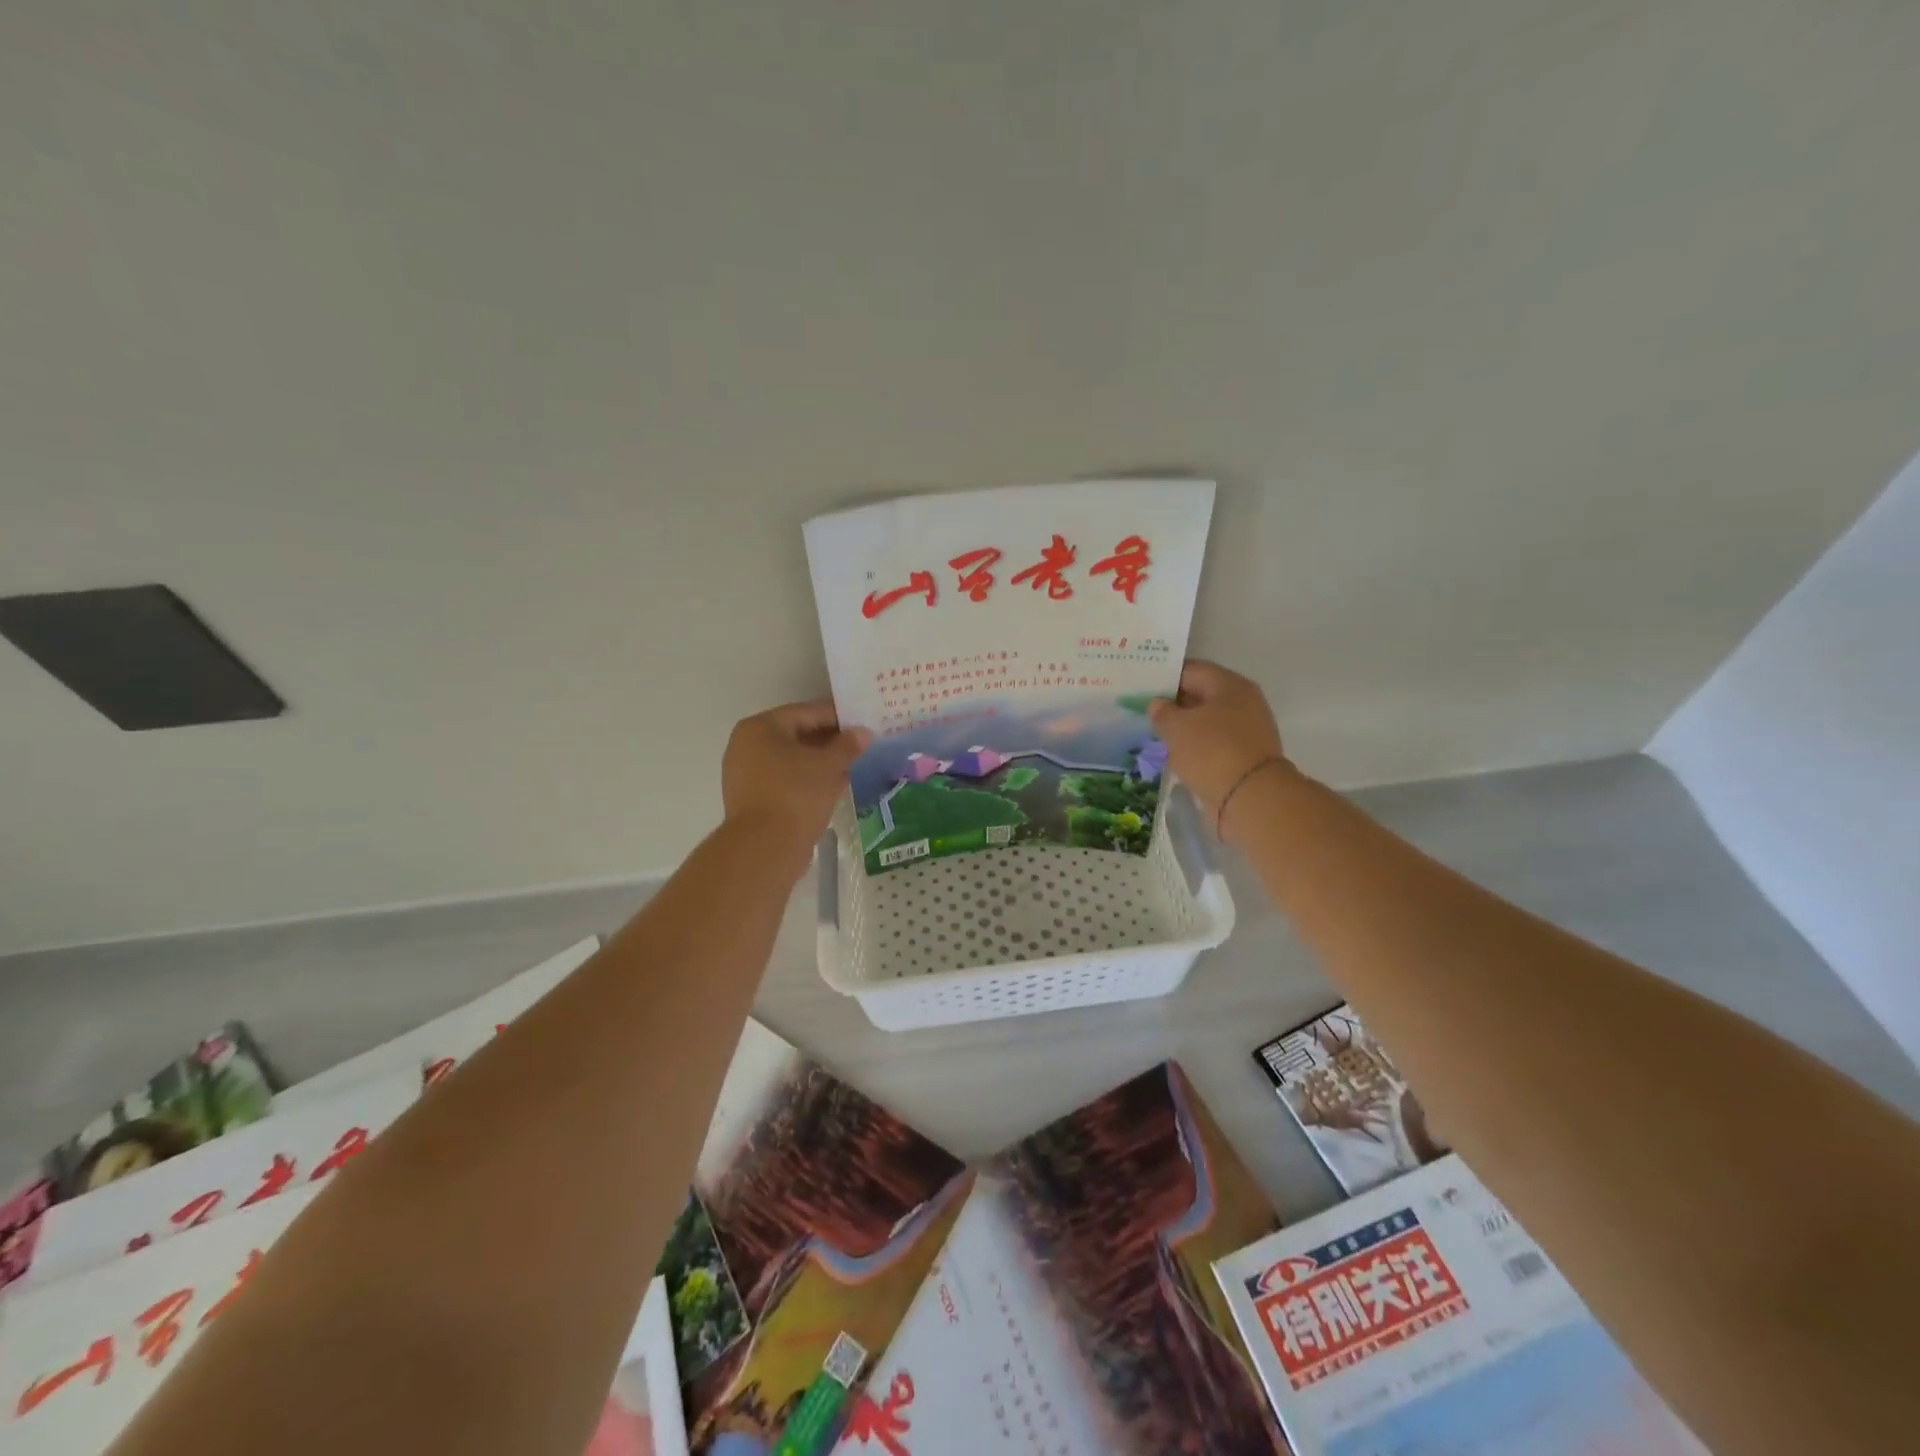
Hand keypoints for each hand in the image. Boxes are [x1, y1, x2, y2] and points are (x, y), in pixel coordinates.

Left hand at [722, 700, 870, 853]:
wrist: (765, 848)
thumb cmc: (796, 794)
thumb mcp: (829, 766)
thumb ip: (848, 745)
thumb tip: (863, 733)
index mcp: (760, 727)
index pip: (807, 712)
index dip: (838, 716)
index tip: (864, 722)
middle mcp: (747, 745)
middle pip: (797, 735)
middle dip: (830, 741)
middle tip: (861, 746)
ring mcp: (746, 774)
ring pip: (792, 760)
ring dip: (821, 762)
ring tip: (852, 767)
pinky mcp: (752, 799)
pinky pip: (786, 780)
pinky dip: (808, 780)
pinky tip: (833, 788)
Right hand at [1148, 661, 1292, 838]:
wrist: (1251, 798)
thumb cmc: (1211, 751)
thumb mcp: (1176, 727)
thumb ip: (1162, 712)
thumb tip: (1158, 704)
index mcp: (1230, 685)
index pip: (1190, 670)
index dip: (1164, 677)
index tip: (1140, 687)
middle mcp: (1243, 702)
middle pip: (1201, 695)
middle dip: (1173, 704)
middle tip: (1144, 712)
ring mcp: (1247, 730)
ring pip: (1206, 722)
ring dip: (1183, 728)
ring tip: (1155, 736)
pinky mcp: (1245, 756)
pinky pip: (1213, 744)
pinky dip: (1195, 748)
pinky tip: (1175, 757)